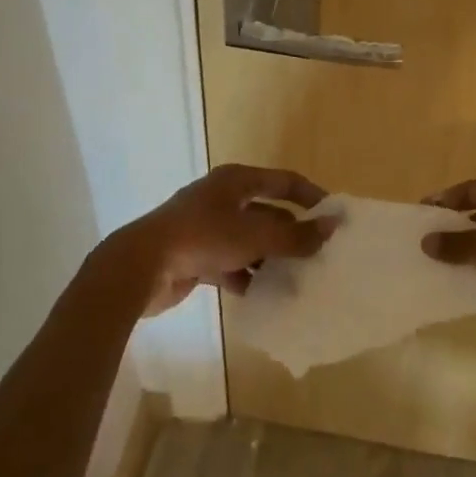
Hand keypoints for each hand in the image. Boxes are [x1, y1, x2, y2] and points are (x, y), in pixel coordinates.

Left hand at [113, 164, 333, 316]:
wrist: (141, 266)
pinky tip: (266, 295)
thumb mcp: (254, 236)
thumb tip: (332, 227)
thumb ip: (295, 236)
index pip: (283, 181)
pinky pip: (231, 264)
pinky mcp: (196, 256)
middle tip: (319, 255)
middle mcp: (222, 199)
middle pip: (267, 213)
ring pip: (250, 241)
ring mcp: (207, 228)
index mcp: (236, 181)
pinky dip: (248, 276)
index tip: (333, 216)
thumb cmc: (203, 237)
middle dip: (292, 234)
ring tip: (299, 279)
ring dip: (271, 258)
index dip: (310, 195)